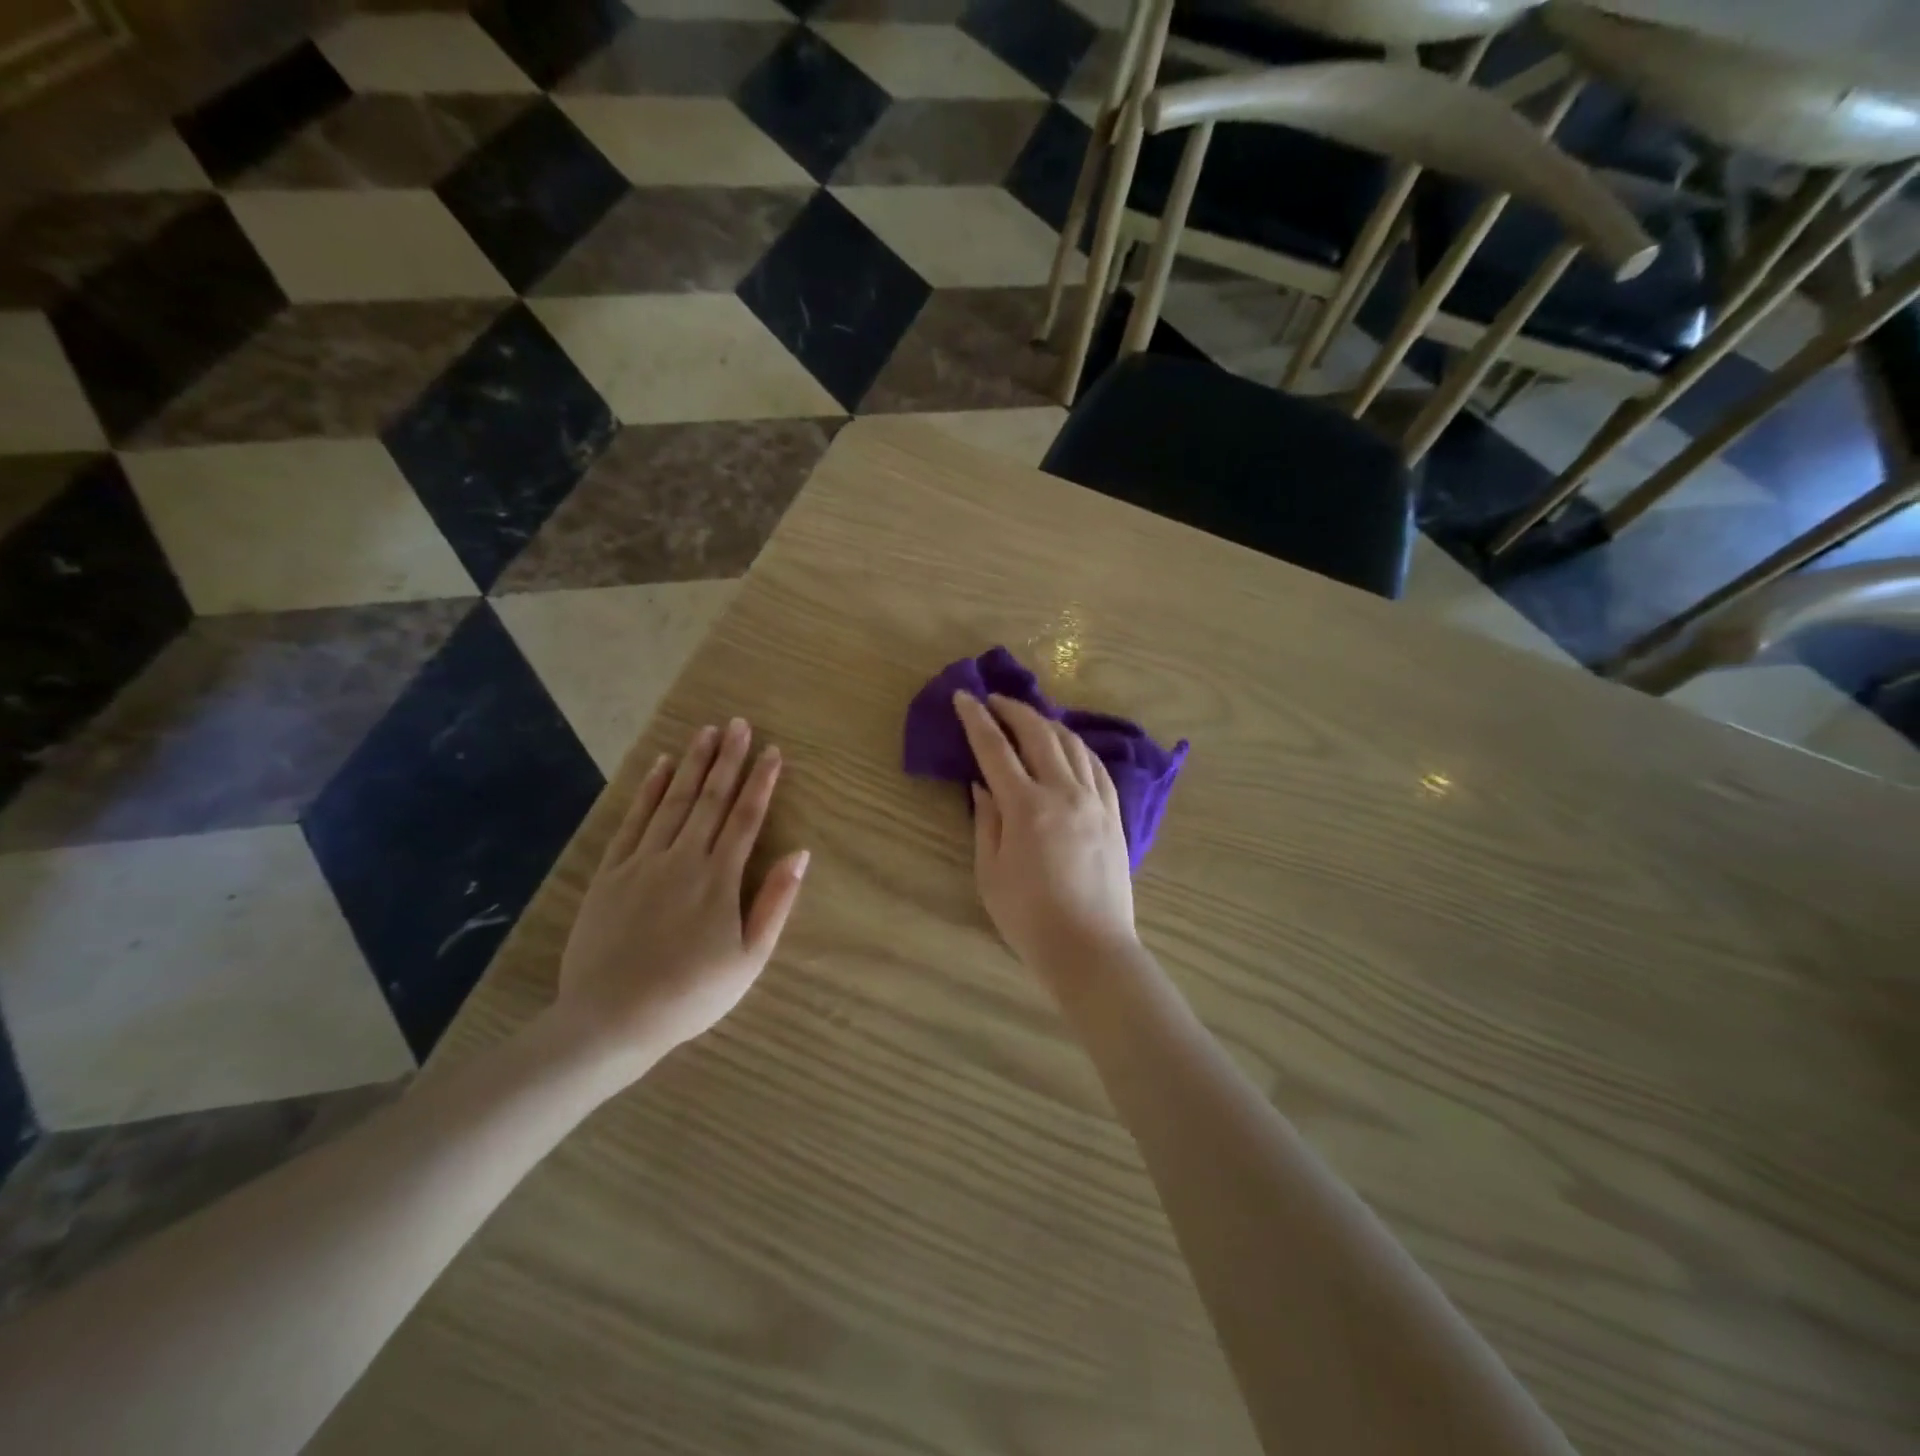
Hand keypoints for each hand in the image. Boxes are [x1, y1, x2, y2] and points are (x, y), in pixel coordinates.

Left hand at [552, 719, 808, 1074]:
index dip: (761, 782)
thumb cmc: (691, 994)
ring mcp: (642, 862)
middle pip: (711, 799)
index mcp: (719, 878)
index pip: (746, 817)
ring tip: (706, 731)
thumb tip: (800, 854)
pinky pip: (633, 821)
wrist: (611, 1019)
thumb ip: (775, 902)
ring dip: (693, 764)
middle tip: (739, 723)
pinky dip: (649, 791)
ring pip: (674, 801)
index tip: (772, 751)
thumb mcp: (750, 959)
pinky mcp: (611, 873)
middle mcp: (683, 858)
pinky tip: (661, 767)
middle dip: (728, 759)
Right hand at [954, 692, 1137, 985]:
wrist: (1090, 948)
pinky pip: (1097, 767)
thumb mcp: (990, 873)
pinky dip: (1078, 747)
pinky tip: (1069, 746)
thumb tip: (982, 785)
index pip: (996, 749)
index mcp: (1027, 808)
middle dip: (1014, 710)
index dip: (976, 720)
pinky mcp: (1115, 815)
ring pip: (1073, 744)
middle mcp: (1064, 793)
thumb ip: (986, 822)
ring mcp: (1095, 802)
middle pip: (1039, 734)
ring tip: (1029, 718)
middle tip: (995, 700)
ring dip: (1047, 723)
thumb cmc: (1029, 918)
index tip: (964, 696)